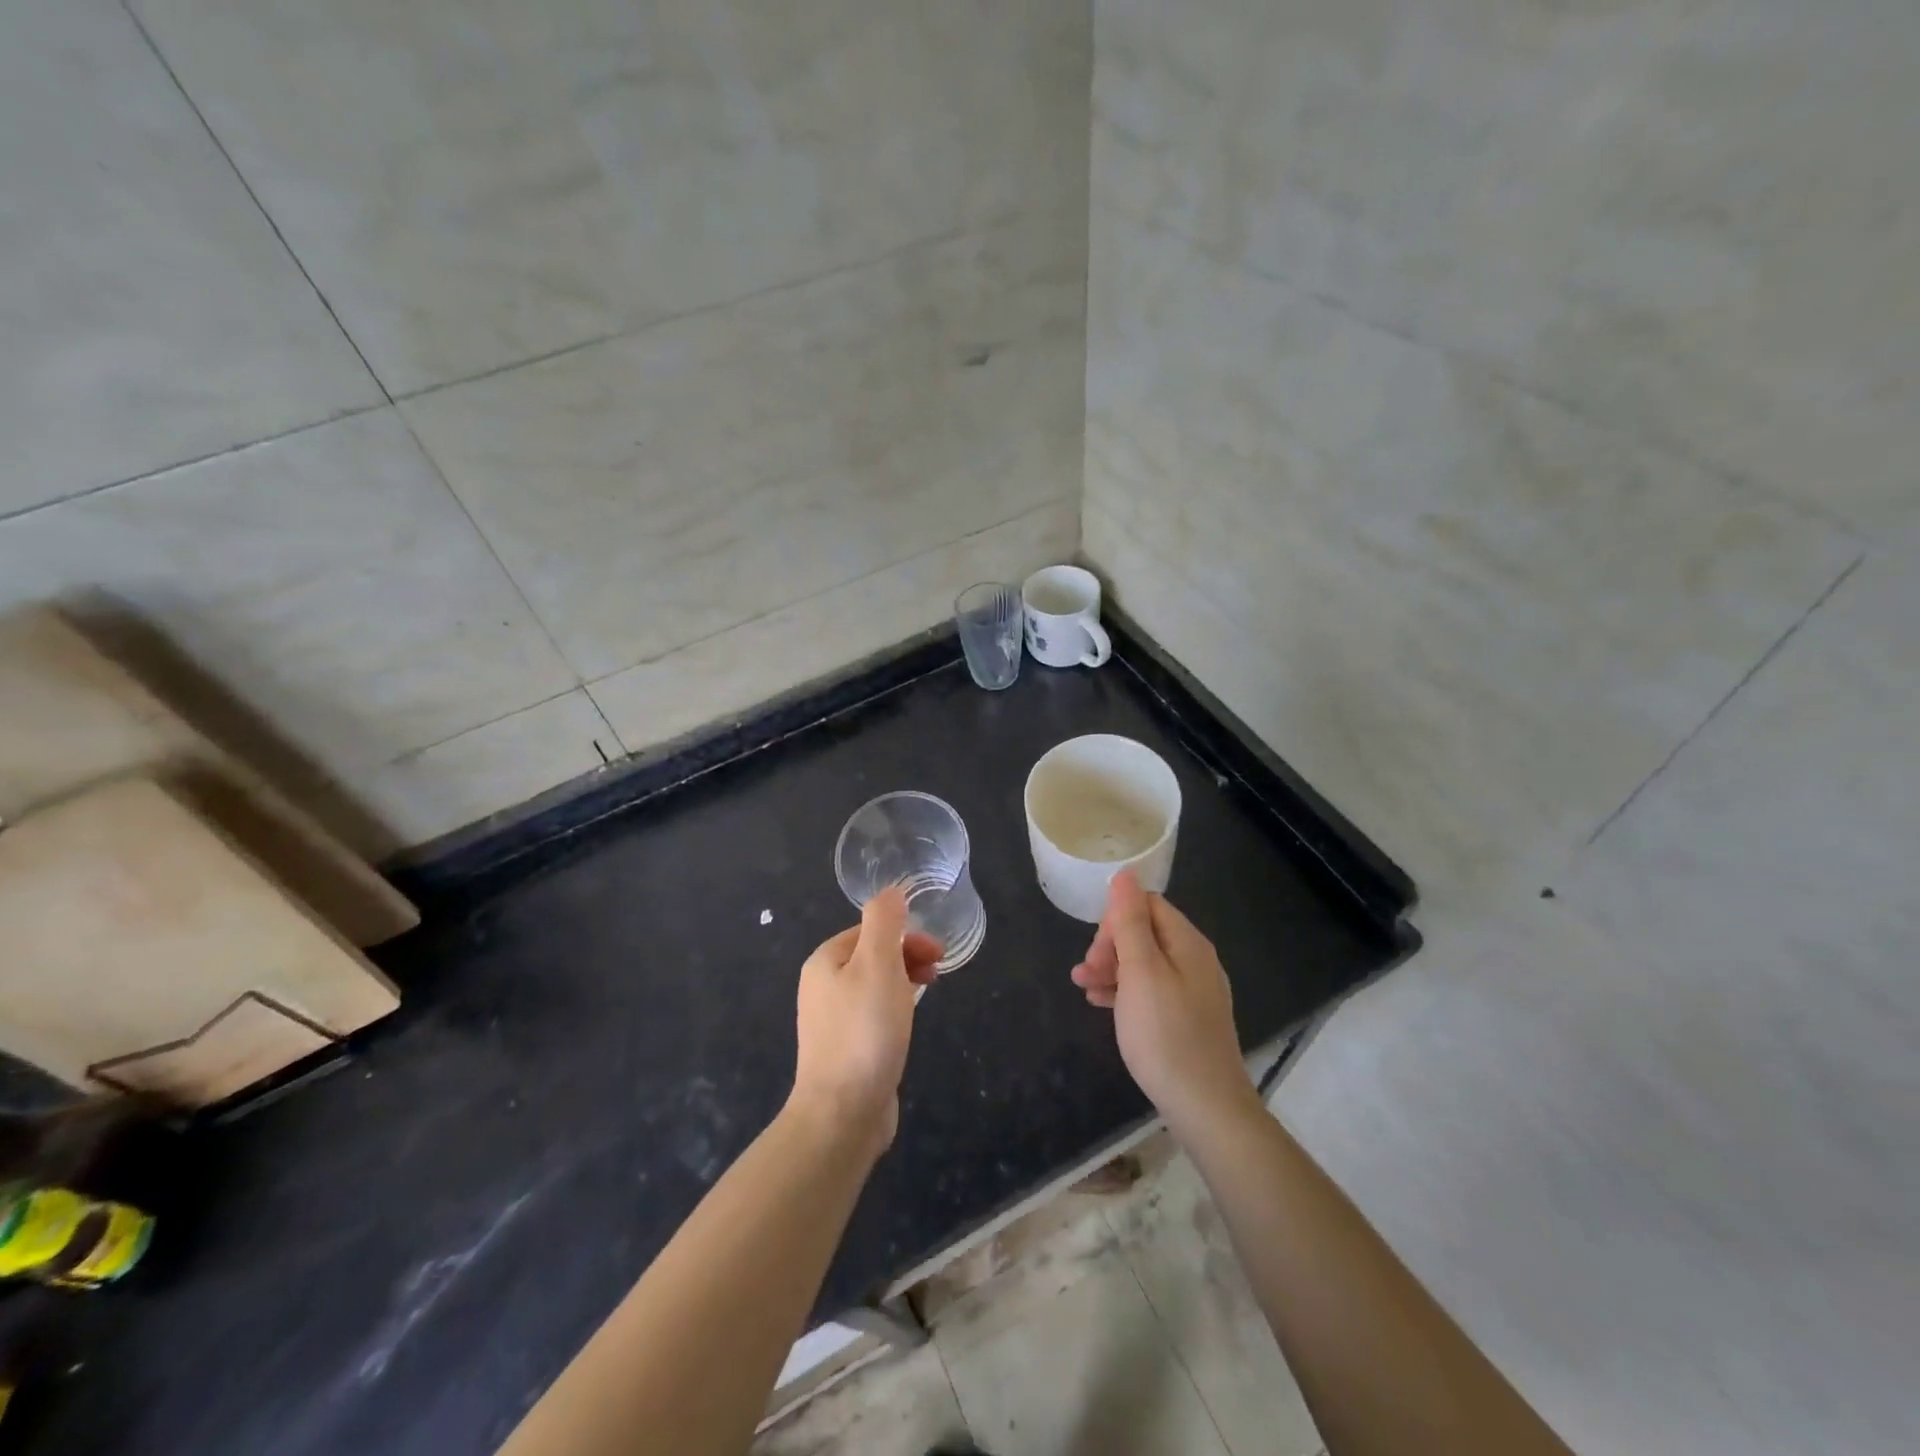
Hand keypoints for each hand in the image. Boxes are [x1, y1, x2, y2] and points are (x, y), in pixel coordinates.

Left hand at [790, 889, 941, 1156]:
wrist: (842, 1114)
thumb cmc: (864, 1032)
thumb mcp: (878, 964)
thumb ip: (884, 922)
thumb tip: (891, 891)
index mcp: (825, 961)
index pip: (870, 930)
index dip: (906, 935)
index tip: (936, 953)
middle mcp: (822, 987)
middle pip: (872, 956)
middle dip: (908, 956)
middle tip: (938, 972)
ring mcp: (832, 1021)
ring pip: (876, 986)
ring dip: (905, 982)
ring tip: (927, 995)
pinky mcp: (846, 1051)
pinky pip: (874, 1016)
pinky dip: (895, 1011)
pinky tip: (907, 1027)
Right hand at [1071, 871, 1260, 1134]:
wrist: (1205, 1106)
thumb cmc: (1165, 1033)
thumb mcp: (1140, 971)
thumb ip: (1130, 921)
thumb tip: (1125, 874)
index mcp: (1187, 943)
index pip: (1147, 905)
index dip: (1115, 920)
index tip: (1096, 950)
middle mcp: (1195, 960)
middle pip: (1146, 933)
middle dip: (1110, 946)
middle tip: (1086, 973)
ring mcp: (1194, 991)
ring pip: (1145, 964)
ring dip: (1111, 969)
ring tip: (1083, 988)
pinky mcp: (1188, 1018)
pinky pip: (1151, 990)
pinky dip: (1125, 992)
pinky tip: (1102, 1005)